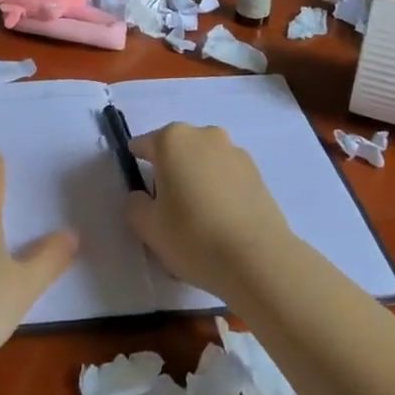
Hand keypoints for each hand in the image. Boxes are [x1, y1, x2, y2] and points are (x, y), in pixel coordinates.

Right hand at [126, 122, 292, 295]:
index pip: (143, 146)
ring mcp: (234, 151)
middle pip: (176, 150)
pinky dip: (219, 189)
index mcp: (172, 140)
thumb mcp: (148, 227)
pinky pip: (226, 175)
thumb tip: (143, 195)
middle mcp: (204, 135)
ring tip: (198, 218)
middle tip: (167, 208)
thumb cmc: (194, 237)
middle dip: (169, 171)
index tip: (140, 193)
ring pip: (203, 161)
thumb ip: (135, 204)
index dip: (136, 167)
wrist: (258, 260)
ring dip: (196, 178)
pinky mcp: (257, 172)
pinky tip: (221, 221)